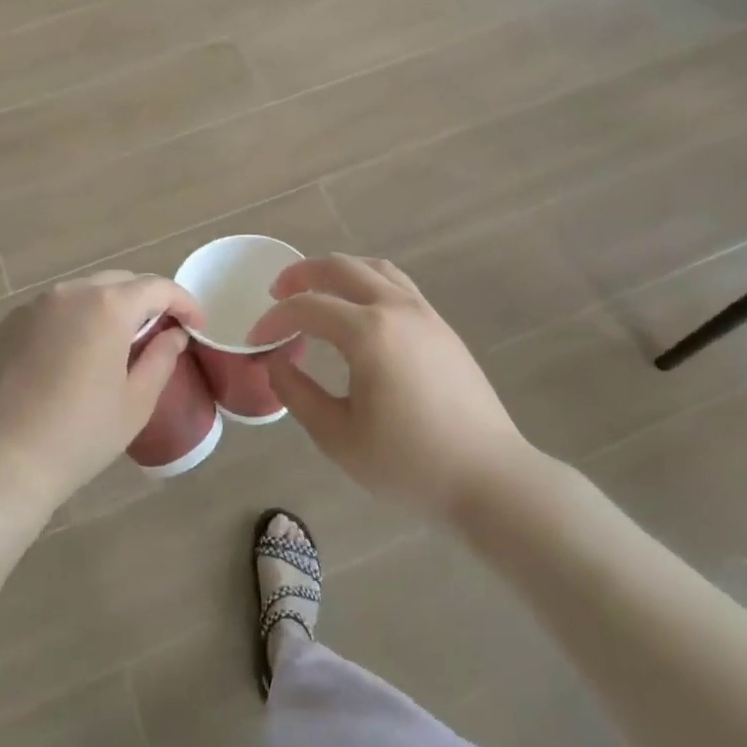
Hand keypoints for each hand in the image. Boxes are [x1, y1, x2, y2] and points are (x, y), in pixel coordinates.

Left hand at [0, 272, 201, 520]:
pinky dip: (66, 325)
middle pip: (117, 282)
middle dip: (143, 301)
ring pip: (79, 295)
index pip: (157, 287)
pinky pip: (46, 314)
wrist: (4, 462)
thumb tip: (174, 334)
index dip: (183, 302)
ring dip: (102, 310)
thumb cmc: (81, 434)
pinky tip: (65, 361)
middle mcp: (68, 294)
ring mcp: (29, 307)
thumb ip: (161, 358)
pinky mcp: (3, 327)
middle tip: (156, 332)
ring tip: (110, 345)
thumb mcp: (136, 402)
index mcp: (107, 307)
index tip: (196, 324)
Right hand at [247, 255, 536, 516]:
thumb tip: (276, 362)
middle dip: (300, 275)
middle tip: (276, 294)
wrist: (490, 479)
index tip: (255, 340)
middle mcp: (396, 309)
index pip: (307, 308)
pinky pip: (397, 284)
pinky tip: (357, 310)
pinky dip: (365, 282)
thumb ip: (298, 393)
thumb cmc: (410, 464)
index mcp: (369, 333)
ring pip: (373, 268)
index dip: (274, 320)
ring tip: (315, 291)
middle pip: (340, 268)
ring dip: (336, 271)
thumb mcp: (338, 437)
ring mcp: (425, 314)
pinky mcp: (442, 327)